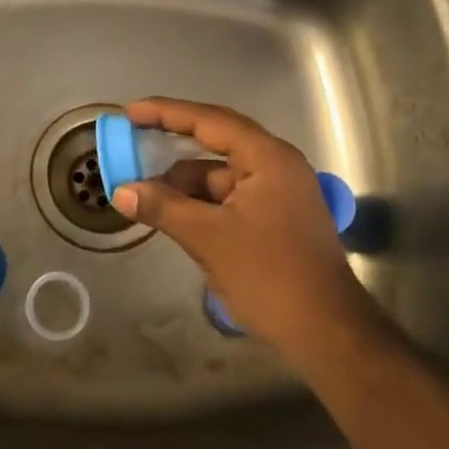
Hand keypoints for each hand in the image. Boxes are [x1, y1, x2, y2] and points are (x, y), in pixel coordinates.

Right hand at [110, 97, 376, 362]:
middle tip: (133, 139)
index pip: (209, 121)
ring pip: (220, 175)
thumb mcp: (208, 238)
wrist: (327, 335)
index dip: (166, 113)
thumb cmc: (270, 276)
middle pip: (216, 142)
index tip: (131, 112)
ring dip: (183, 182)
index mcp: (267, 158)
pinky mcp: (275, 220)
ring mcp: (277, 194)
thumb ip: (163, 208)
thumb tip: (121, 191)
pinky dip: (200, 203)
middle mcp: (275, 166)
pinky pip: (228, 198)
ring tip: (143, 192)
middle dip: (172, 143)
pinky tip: (171, 214)